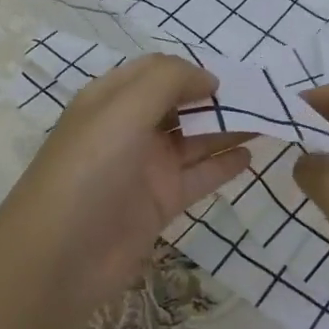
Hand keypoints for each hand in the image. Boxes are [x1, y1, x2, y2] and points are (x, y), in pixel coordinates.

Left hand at [0, 54, 253, 328]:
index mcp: (112, 99)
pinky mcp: (160, 202)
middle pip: (180, 104)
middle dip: (216, 99)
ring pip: (195, 139)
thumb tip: (209, 78)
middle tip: (262, 98)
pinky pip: (198, 176)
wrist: (59, 257)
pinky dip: (224, 165)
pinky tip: (251, 156)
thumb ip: (169, 81)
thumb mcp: (123, 109)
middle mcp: (129, 128)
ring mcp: (146, 167)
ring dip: (228, 128)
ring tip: (268, 121)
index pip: (157, 72)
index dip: (192, 71)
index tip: (229, 79)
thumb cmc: (90, 168)